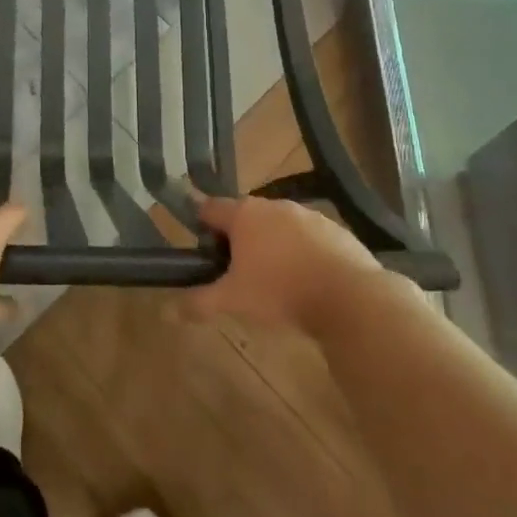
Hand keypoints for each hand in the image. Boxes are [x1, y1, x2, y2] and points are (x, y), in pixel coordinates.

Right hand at [182, 195, 389, 332]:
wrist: (350, 297)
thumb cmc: (281, 291)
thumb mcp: (234, 300)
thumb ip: (199, 302)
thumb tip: (166, 311)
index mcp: (244, 214)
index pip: (210, 207)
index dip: (202, 225)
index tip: (204, 250)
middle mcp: (273, 205)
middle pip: (245, 215)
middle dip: (239, 237)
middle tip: (238, 270)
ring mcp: (308, 215)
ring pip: (278, 225)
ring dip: (272, 243)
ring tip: (275, 278)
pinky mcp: (336, 229)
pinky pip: (309, 236)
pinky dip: (303, 251)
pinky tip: (308, 280)